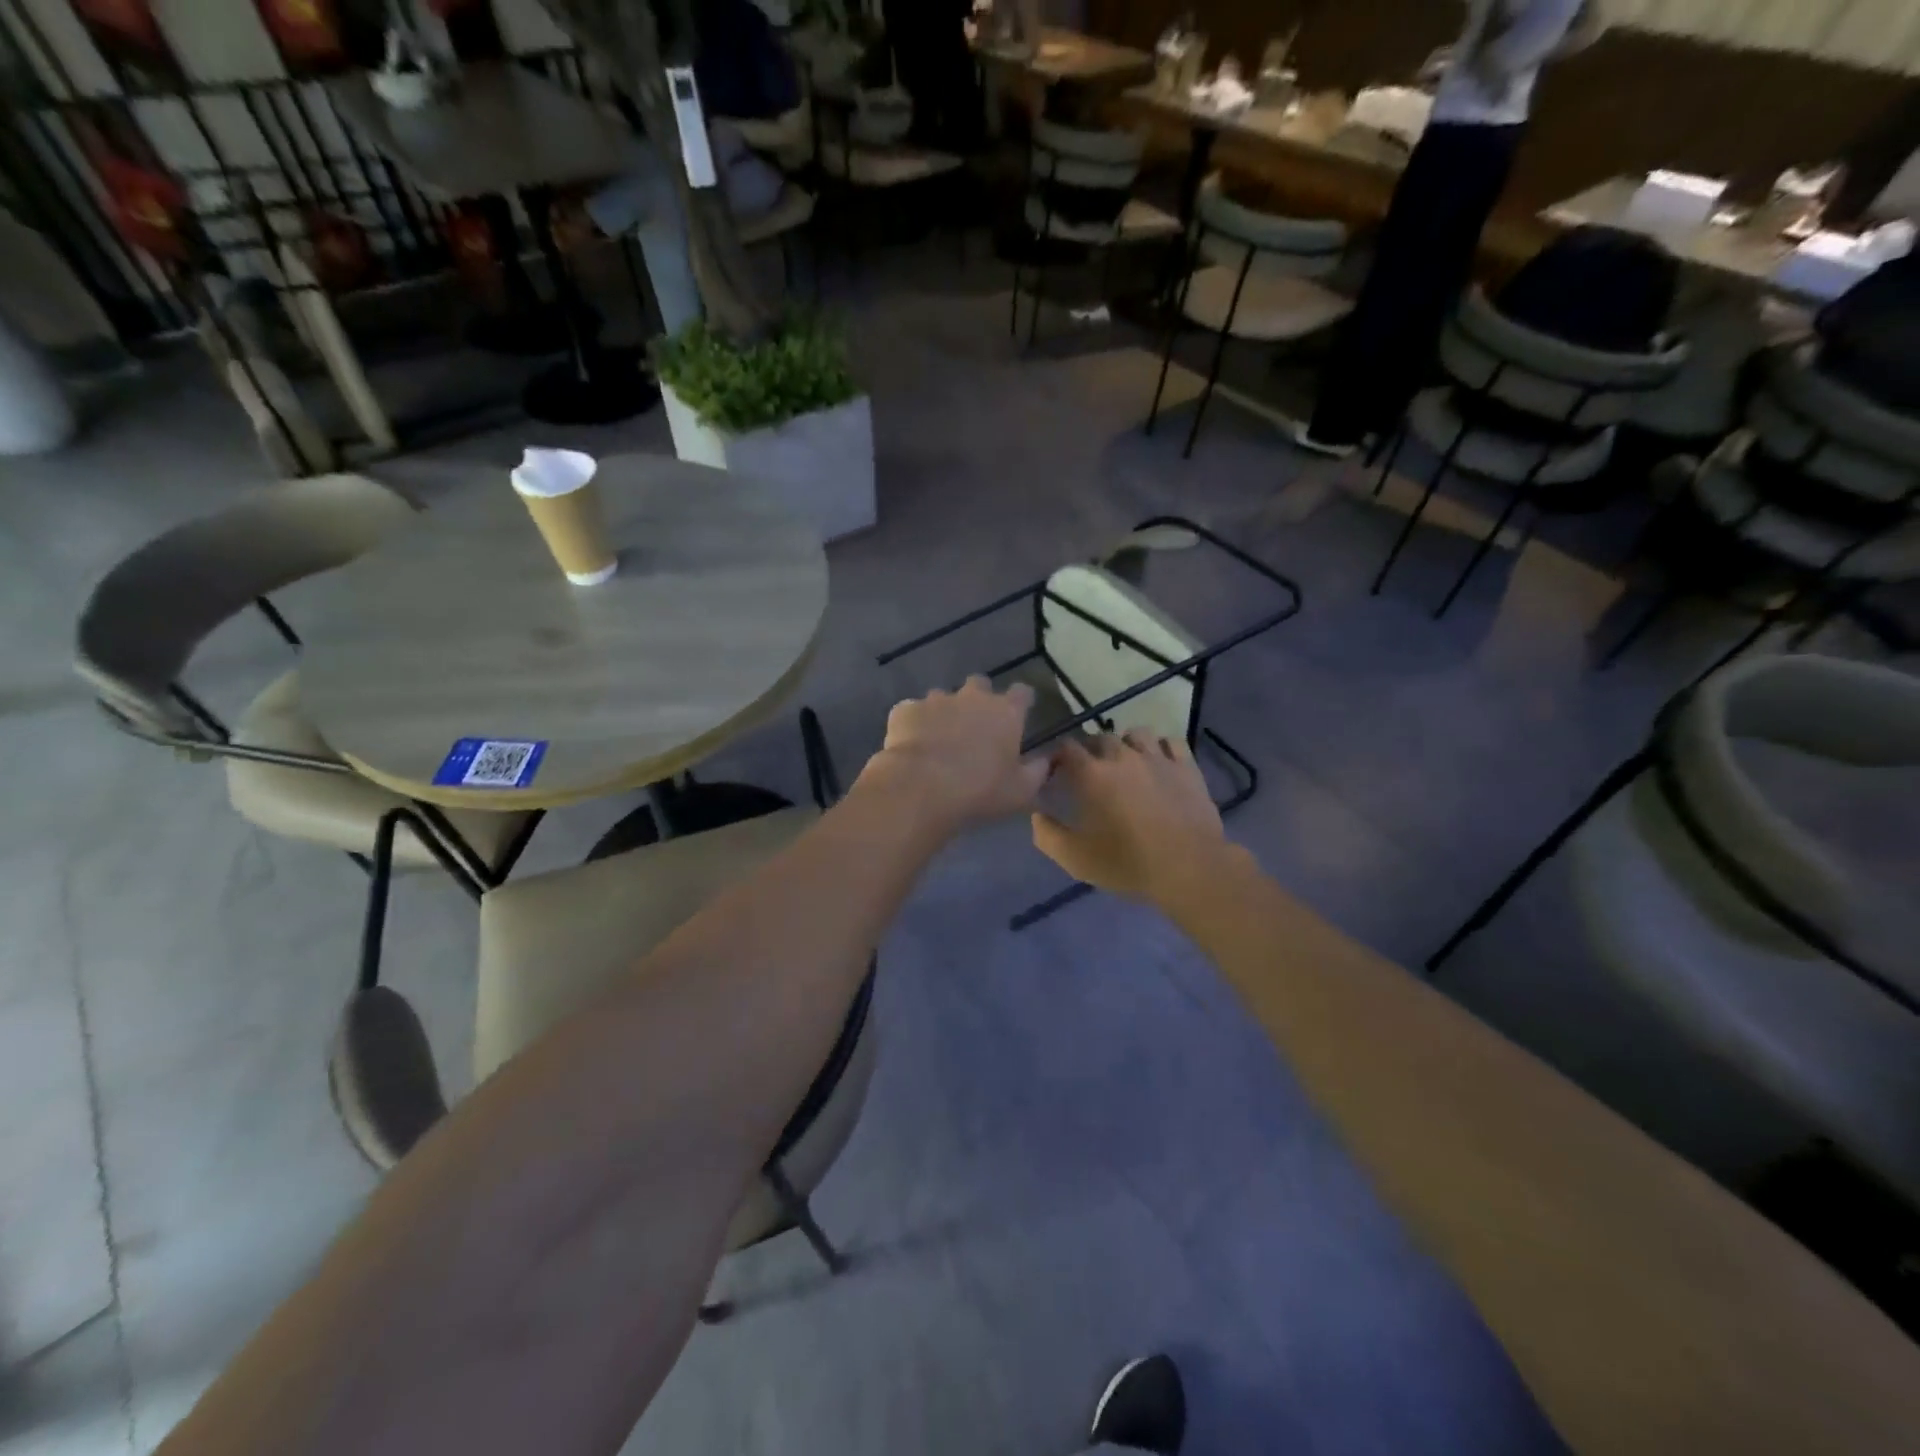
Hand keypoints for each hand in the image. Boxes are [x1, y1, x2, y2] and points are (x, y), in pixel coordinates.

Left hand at [861, 677, 1049, 830]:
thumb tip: (1046, 760)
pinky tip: (912, 746)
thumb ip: (1037, 771)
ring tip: (938, 740)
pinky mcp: (905, 710)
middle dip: (978, 699)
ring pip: (943, 698)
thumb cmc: (980, 790)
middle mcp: (972, 697)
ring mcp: (935, 700)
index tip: (1019, 715)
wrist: (921, 788)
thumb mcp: (1021, 791)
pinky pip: (912, 712)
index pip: (1022, 692)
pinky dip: (914, 724)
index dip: (1021, 702)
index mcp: (1005, 712)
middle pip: (979, 685)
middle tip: (975, 727)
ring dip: (944, 713)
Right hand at [1031, 730, 1229, 905]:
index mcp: (1092, 774)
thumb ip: (1047, 835)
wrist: (1188, 868)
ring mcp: (1157, 758)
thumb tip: (1036, 815)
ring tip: (1127, 762)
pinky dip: (1161, 747)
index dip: (1060, 756)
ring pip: (1137, 733)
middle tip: (1093, 772)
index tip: (1058, 770)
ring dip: (1127, 744)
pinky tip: (1159, 762)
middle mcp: (1122, 756)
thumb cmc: (1128, 863)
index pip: (1067, 747)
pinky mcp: (1186, 766)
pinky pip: (1171, 742)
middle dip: (1092, 750)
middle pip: (1101, 738)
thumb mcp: (1076, 860)